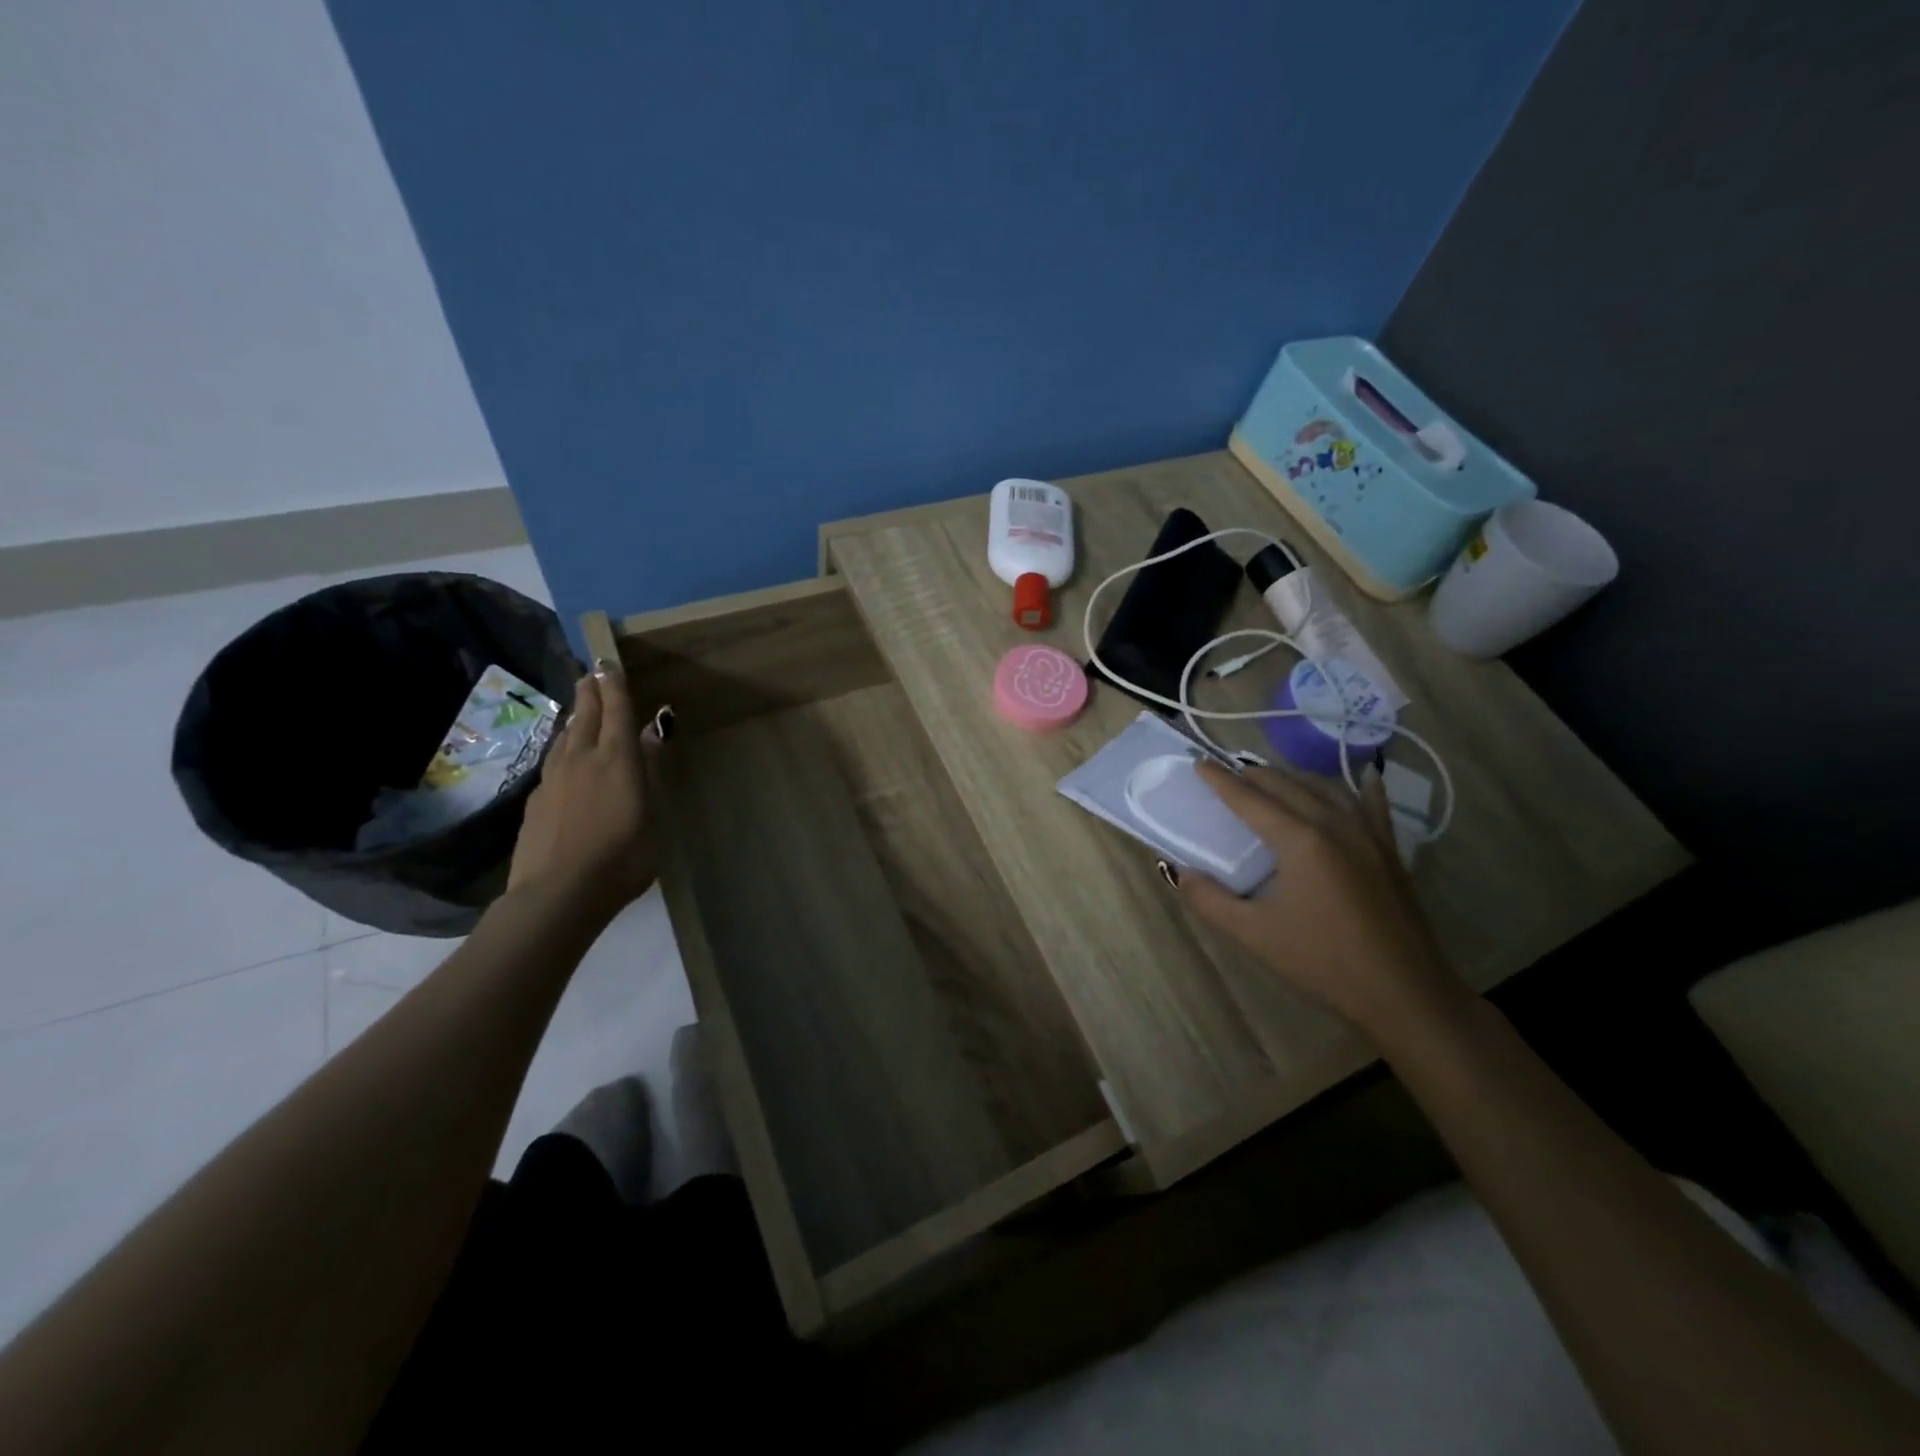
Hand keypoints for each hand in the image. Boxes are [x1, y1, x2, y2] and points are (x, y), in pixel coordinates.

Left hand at [507, 661, 664, 922]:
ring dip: (573, 718)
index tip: (608, 661)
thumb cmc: (622, 856)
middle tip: (591, 674)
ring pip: (563, 737)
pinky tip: (563, 759)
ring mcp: (553, 780)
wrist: (558, 894)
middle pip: (584, 717)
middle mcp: (581, 760)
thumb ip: (650, 771)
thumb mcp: (652, 814)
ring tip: (578, 710)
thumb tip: (650, 732)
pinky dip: (562, 749)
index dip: (614, 685)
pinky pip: (552, 762)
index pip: (615, 711)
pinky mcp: (536, 802)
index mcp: (616, 759)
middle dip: (590, 693)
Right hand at [1176, 758, 1463, 1035]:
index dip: (1220, 780)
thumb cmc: (1323, 962)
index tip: (1198, 763)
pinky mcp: (1390, 851)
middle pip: (1286, 785)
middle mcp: (1334, 824)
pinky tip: (1364, 776)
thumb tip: (1179, 872)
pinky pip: (1373, 806)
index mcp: (1300, 840)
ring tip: (1271, 778)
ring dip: (1293, 778)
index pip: (1249, 799)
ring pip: (1325, 789)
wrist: (1405, 993)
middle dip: (1253, 775)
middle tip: (1227, 773)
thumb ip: (1210, 900)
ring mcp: (1368, 834)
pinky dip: (1362, 788)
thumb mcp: (1254, 934)